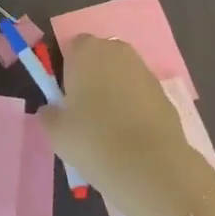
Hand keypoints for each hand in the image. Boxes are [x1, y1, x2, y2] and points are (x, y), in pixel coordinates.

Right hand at [37, 35, 214, 215]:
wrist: (150, 167)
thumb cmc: (93, 140)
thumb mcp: (56, 132)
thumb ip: (49, 114)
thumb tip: (51, 111)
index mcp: (87, 51)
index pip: (72, 48)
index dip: (68, 71)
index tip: (66, 99)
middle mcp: (117, 51)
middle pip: (100, 58)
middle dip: (93, 78)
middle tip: (85, 113)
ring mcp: (144, 70)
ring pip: (122, 76)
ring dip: (115, 93)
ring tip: (110, 130)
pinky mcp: (164, 93)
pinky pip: (140, 95)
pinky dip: (135, 108)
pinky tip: (131, 137)